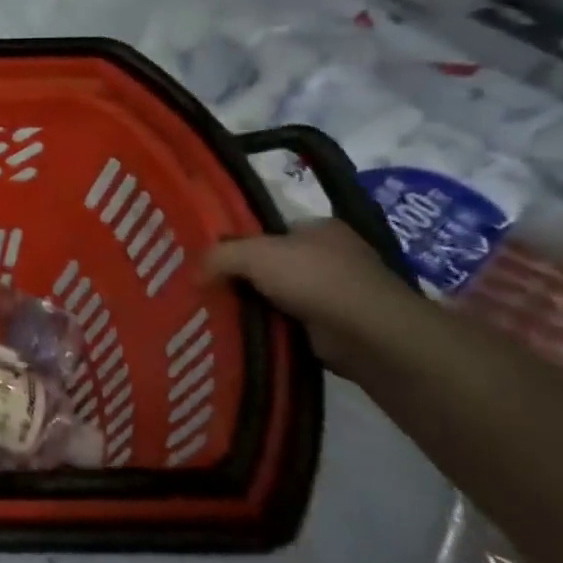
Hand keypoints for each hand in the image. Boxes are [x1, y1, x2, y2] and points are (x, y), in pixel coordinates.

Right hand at [205, 219, 416, 374]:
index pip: (270, 230)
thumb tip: (192, 273)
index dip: (241, 241)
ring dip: (260, 305)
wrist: (370, 335)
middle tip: (210, 286)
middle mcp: (334, 256)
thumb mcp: (253, 254)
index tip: (213, 258)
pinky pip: (294, 324)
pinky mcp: (341, 329)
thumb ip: (218, 256)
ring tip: (221, 312)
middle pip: (275, 263)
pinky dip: (275, 328)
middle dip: (248, 276)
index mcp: (320, 227)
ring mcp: (341, 294)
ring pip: (283, 295)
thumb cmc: (314, 278)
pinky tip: (249, 333)